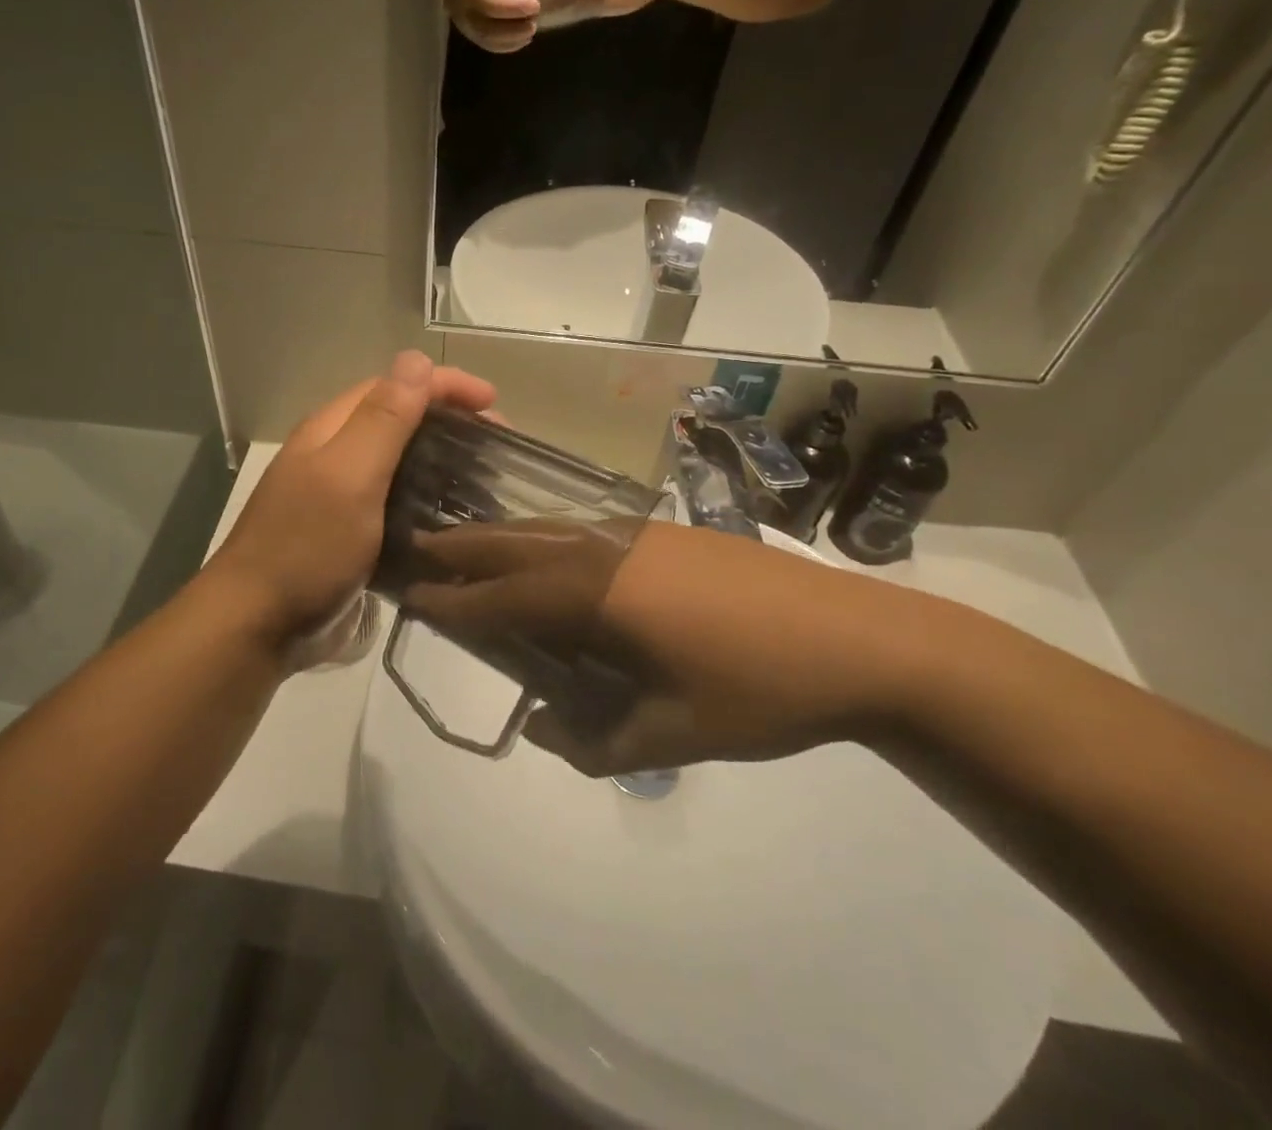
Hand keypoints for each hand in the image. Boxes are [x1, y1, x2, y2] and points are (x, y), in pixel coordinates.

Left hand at [209, 352, 496, 648]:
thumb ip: (383, 419)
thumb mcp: (348, 476)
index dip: (445, 384)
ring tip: (483, 478)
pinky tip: (451, 516)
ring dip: (441, 458)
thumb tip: (416, 359)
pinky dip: (426, 498)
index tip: (494, 402)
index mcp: (331, 430)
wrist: (258, 624)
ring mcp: (339, 495)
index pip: (394, 385)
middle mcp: (334, 454)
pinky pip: (395, 501)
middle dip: (449, 419)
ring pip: (398, 461)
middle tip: (497, 443)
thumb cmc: (306, 546)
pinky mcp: (348, 532)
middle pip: (398, 419)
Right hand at [404, 519, 913, 772]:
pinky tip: (548, 556)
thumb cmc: (760, 690)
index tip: (412, 597)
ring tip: (469, 548)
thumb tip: (543, 728)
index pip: (504, 596)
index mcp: (598, 594)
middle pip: (515, 542)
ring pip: (548, 528)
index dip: (455, 600)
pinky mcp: (664, 531)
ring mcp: (636, 533)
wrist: (860, 638)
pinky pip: (582, 530)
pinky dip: (545, 539)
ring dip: (503, 538)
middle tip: (418, 548)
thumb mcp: (673, 735)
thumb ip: (596, 742)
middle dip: (463, 547)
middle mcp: (605, 549)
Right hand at [443, 0, 539, 52]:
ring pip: (487, 30)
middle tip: (536, 6)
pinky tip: (525, 40)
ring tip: (533, 27)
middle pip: (487, 4)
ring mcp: (465, 18)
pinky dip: (507, 46)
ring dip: (512, 32)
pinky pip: (487, 44)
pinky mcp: (469, 34)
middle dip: (514, 7)